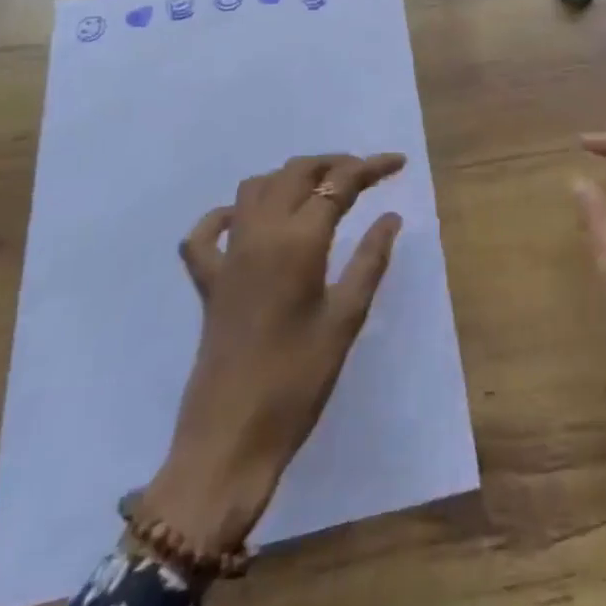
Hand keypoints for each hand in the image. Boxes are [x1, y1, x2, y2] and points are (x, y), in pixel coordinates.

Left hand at [140, 152, 405, 552]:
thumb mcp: (346, 319)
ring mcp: (228, 255)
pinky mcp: (208, 281)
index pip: (339, 183)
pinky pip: (207, 233)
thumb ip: (369, 260)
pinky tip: (246, 221)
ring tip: (319, 190)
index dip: (370, 167)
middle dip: (333, 163)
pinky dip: (227, 215)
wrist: (229, 442)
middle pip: (296, 172)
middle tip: (365, 175)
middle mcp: (260, 234)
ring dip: (289, 178)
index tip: (397, 163)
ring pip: (256, 188)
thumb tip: (390, 217)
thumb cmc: (298, 382)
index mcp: (298, 241)